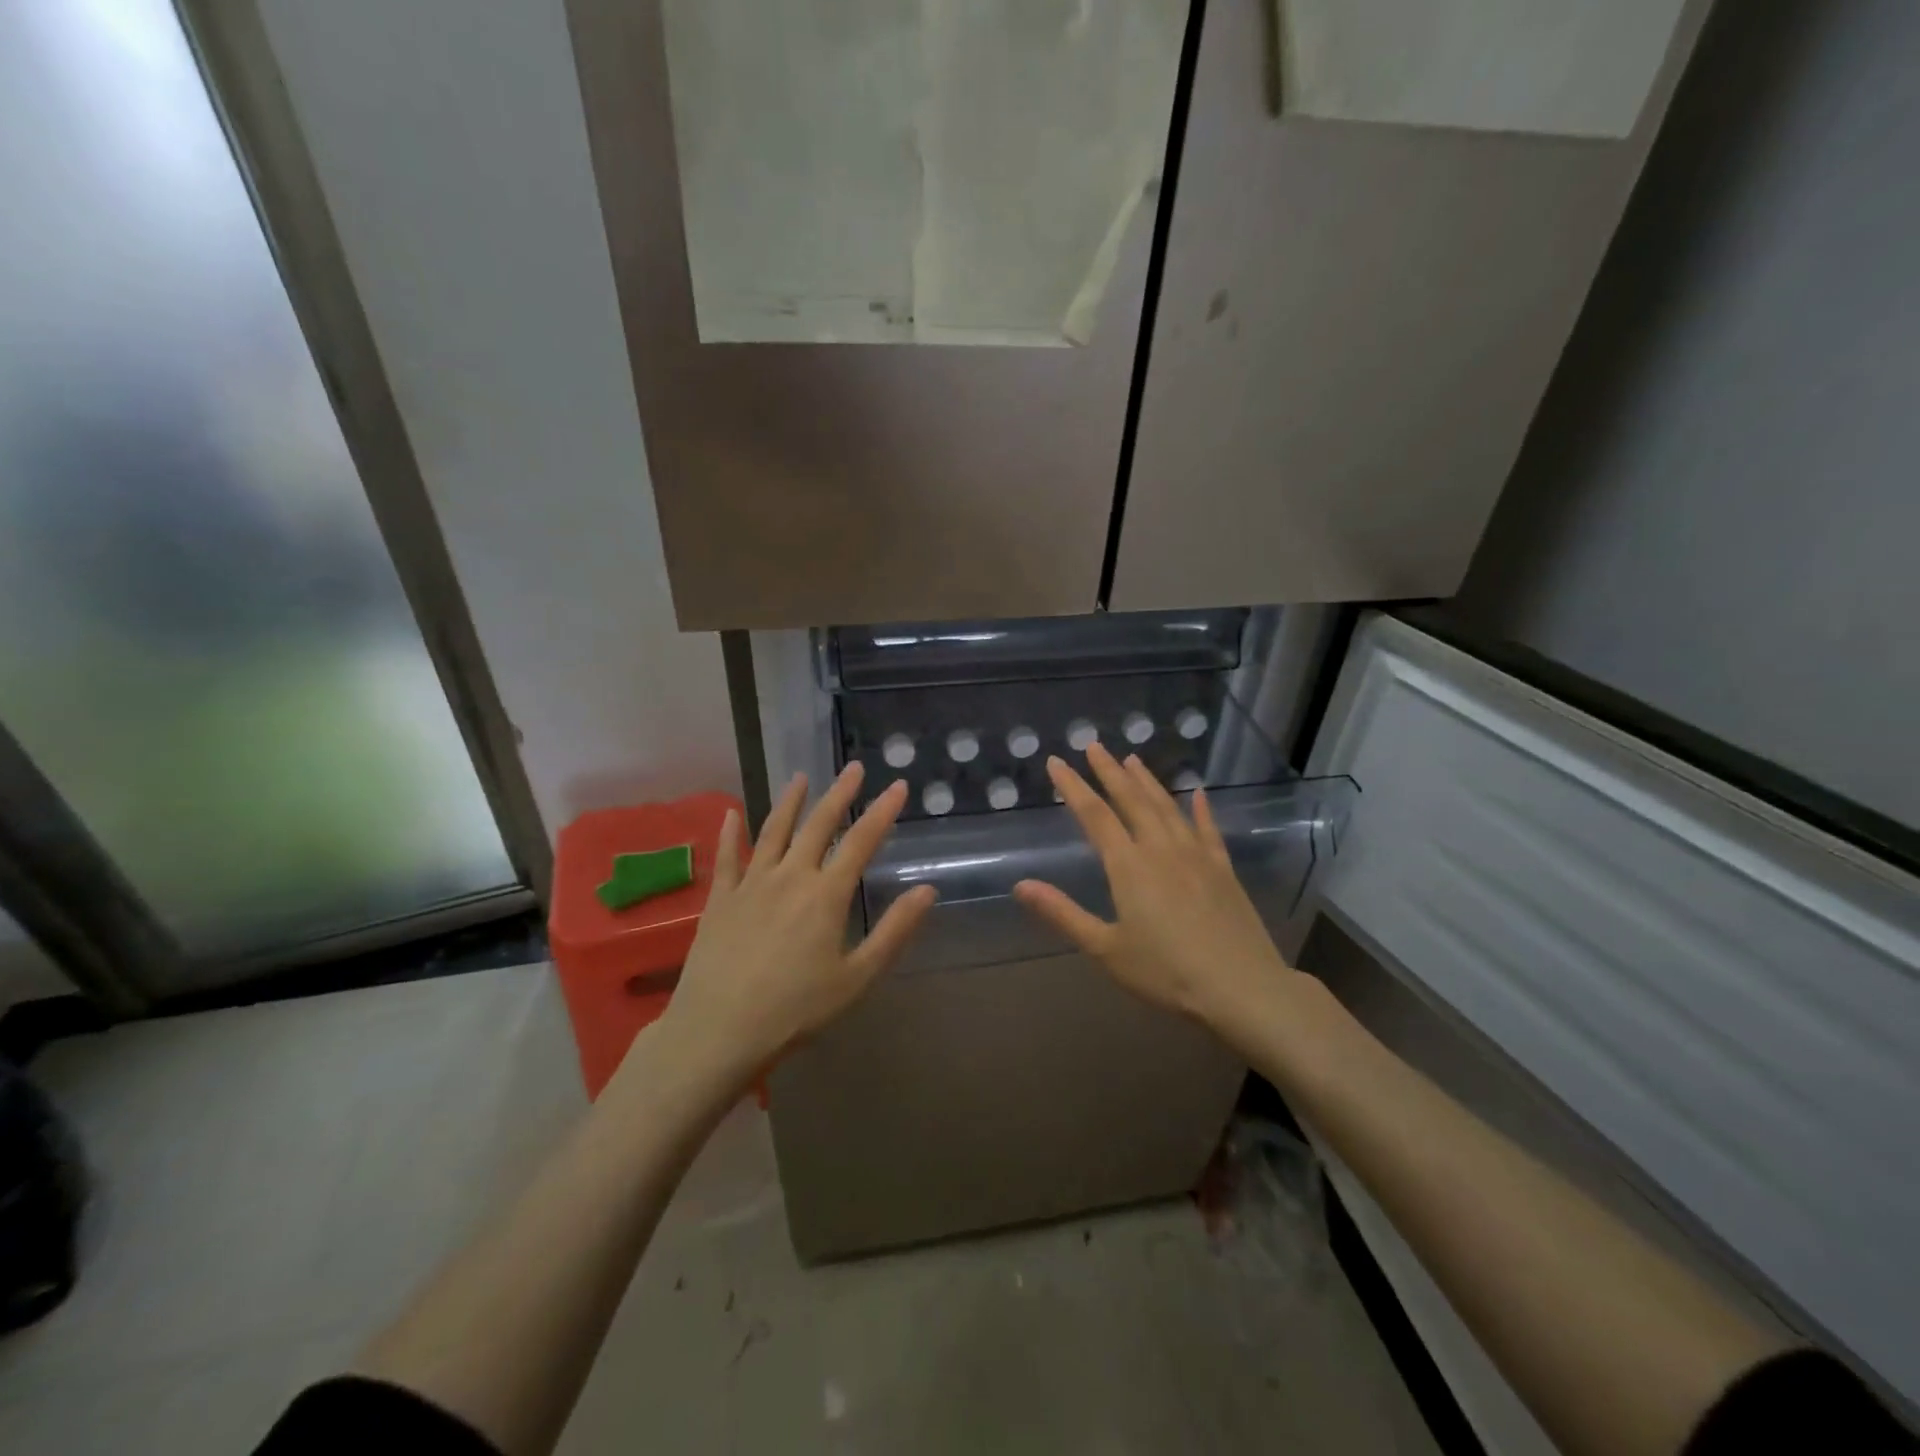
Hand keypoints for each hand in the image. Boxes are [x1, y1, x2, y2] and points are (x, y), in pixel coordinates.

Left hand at [660, 764, 935, 1083]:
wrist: (718, 1030)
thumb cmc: (795, 1010)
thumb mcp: (857, 978)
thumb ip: (894, 932)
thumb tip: (927, 890)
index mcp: (826, 895)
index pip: (861, 841)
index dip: (882, 811)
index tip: (898, 785)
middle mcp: (789, 876)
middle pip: (818, 825)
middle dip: (839, 794)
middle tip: (852, 767)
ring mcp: (750, 884)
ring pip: (773, 831)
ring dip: (789, 802)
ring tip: (800, 777)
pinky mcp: (720, 899)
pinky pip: (727, 857)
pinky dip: (730, 833)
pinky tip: (731, 813)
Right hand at [1012, 742, 1292, 1030]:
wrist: (1242, 988)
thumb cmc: (1166, 972)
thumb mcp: (1106, 949)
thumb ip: (1063, 913)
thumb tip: (1020, 885)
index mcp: (1128, 866)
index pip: (1094, 815)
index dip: (1073, 786)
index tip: (1057, 761)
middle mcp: (1161, 849)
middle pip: (1131, 800)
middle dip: (1110, 771)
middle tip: (1094, 746)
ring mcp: (1196, 855)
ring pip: (1167, 807)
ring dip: (1148, 781)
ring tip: (1133, 758)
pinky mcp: (1223, 869)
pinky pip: (1208, 829)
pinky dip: (1200, 808)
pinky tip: (1198, 793)